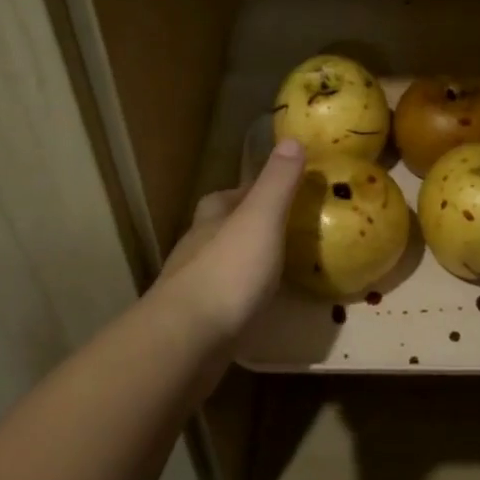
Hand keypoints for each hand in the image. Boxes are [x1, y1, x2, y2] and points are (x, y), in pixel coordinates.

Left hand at [154, 139, 305, 342]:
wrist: (187, 340)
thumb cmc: (228, 272)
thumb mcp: (261, 219)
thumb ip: (277, 183)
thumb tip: (292, 138)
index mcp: (211, 220)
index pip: (226, 196)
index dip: (249, 191)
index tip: (278, 192)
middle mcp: (196, 248)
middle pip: (219, 229)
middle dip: (245, 227)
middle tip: (283, 232)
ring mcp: (192, 288)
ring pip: (219, 266)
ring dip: (243, 263)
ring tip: (277, 270)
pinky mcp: (196, 323)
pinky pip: (222, 301)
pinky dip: (240, 298)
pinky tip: (258, 306)